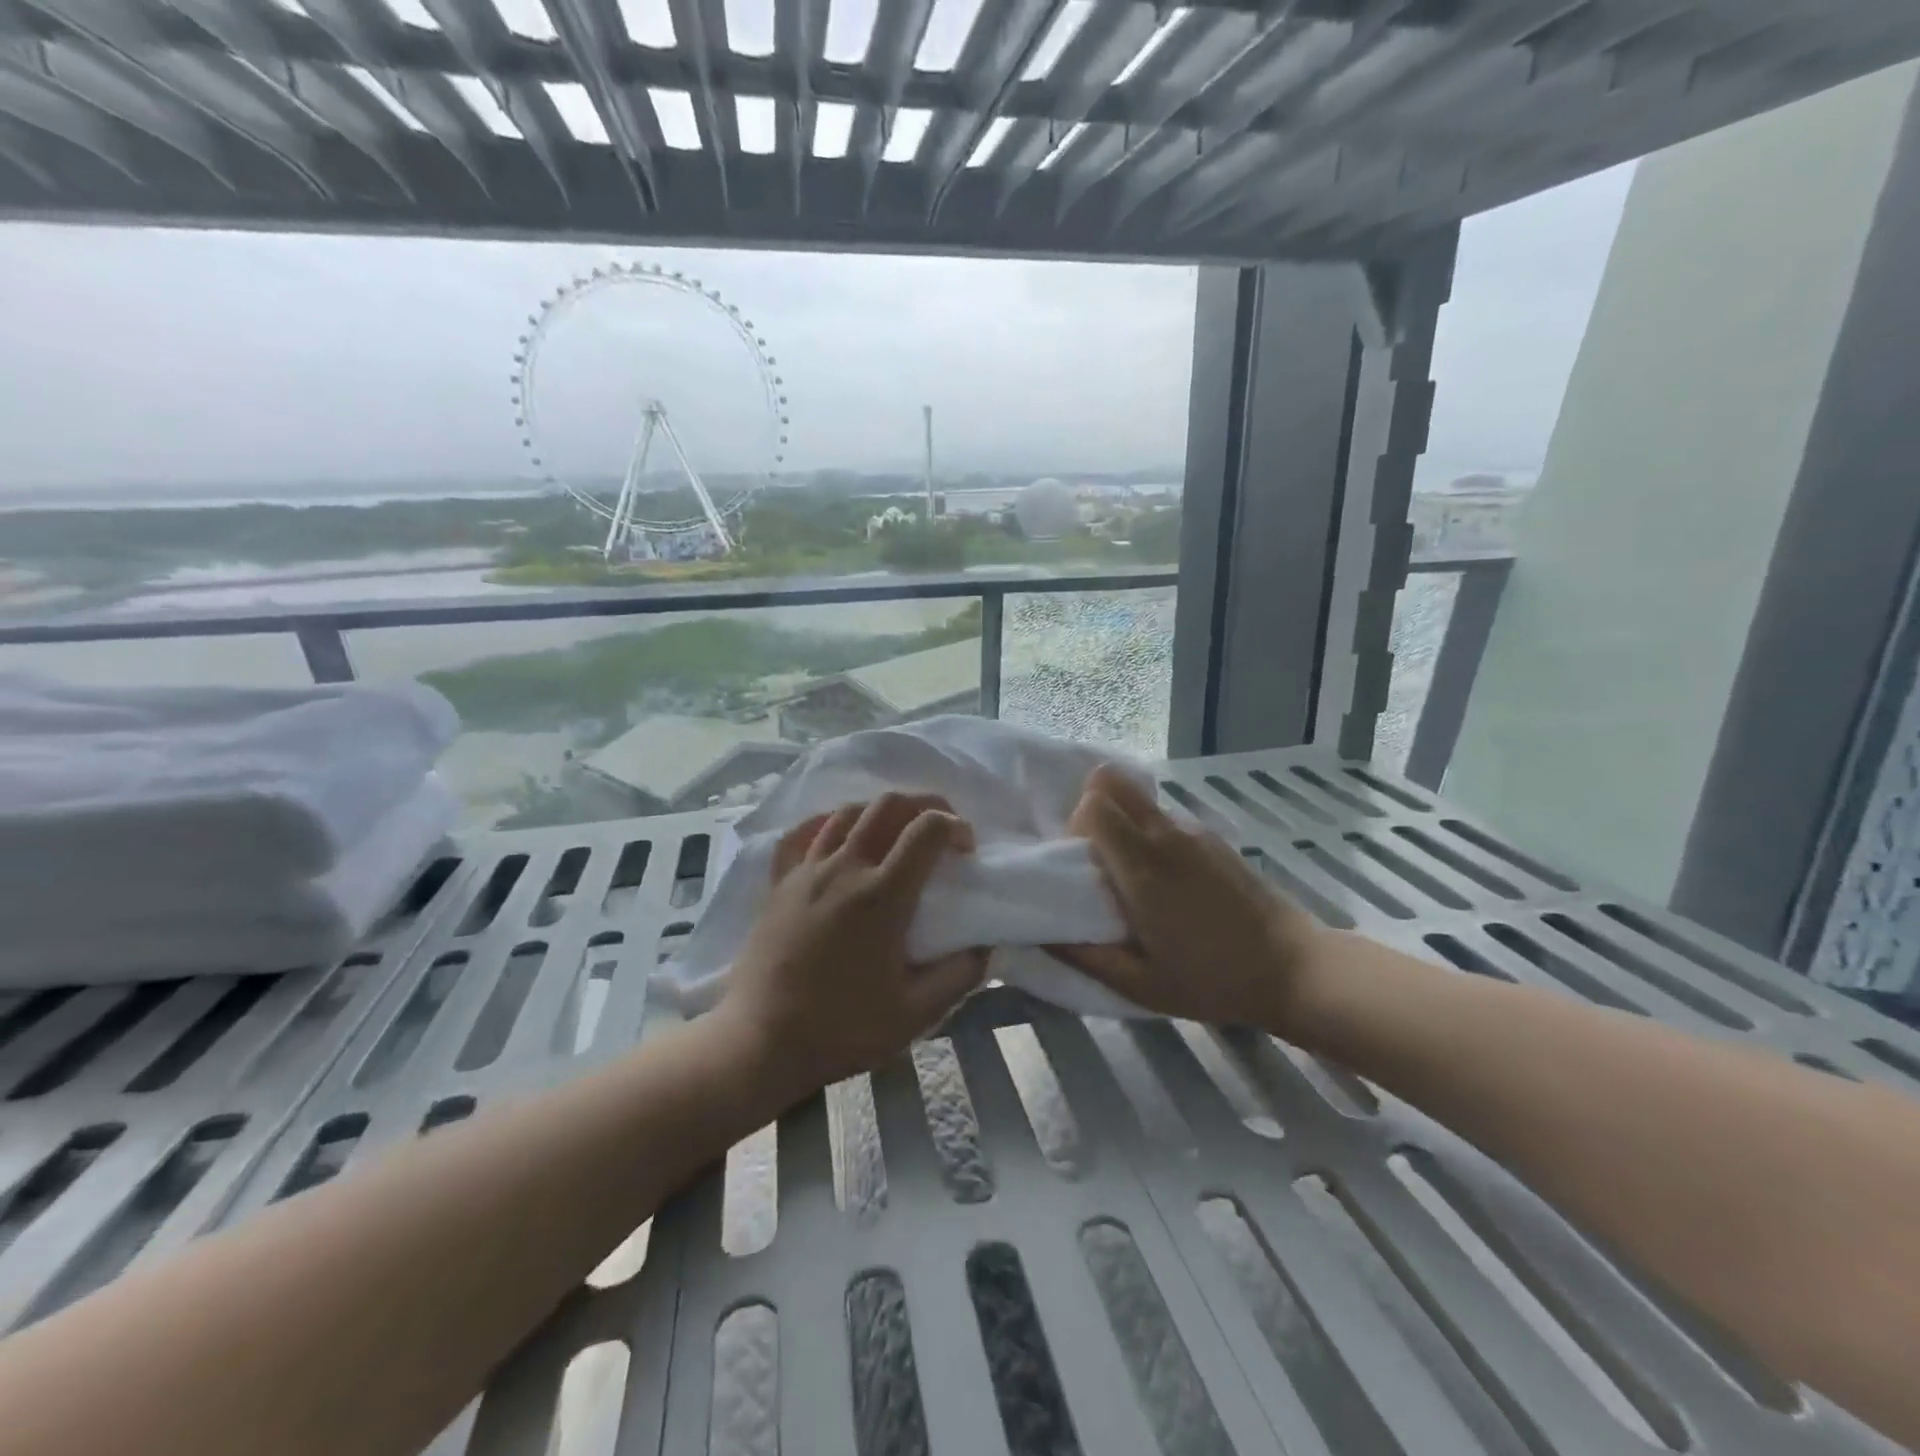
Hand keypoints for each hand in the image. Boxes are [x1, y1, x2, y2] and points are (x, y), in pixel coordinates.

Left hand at [715, 793, 988, 1101]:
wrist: (761, 1041)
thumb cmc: (841, 1028)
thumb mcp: (916, 1013)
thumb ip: (959, 976)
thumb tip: (986, 947)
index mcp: (882, 896)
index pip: (927, 830)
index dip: (955, 826)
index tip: (967, 849)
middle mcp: (845, 868)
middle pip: (888, 805)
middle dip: (924, 804)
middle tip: (940, 828)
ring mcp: (807, 870)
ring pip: (847, 812)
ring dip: (880, 811)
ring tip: (895, 832)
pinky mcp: (779, 882)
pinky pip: (802, 833)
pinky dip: (827, 822)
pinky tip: (838, 833)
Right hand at [1052, 766, 1325, 1033]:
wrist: (1295, 969)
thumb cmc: (1213, 980)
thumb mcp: (1140, 985)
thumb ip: (1085, 957)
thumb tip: (1039, 936)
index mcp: (1142, 868)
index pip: (1094, 803)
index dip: (1075, 825)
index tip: (1080, 864)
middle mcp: (1166, 836)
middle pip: (1112, 781)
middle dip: (1091, 806)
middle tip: (1097, 855)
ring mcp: (1194, 832)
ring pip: (1138, 798)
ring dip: (1121, 820)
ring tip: (1132, 873)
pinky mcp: (1214, 838)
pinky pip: (1164, 818)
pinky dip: (1149, 832)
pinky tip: (1168, 881)